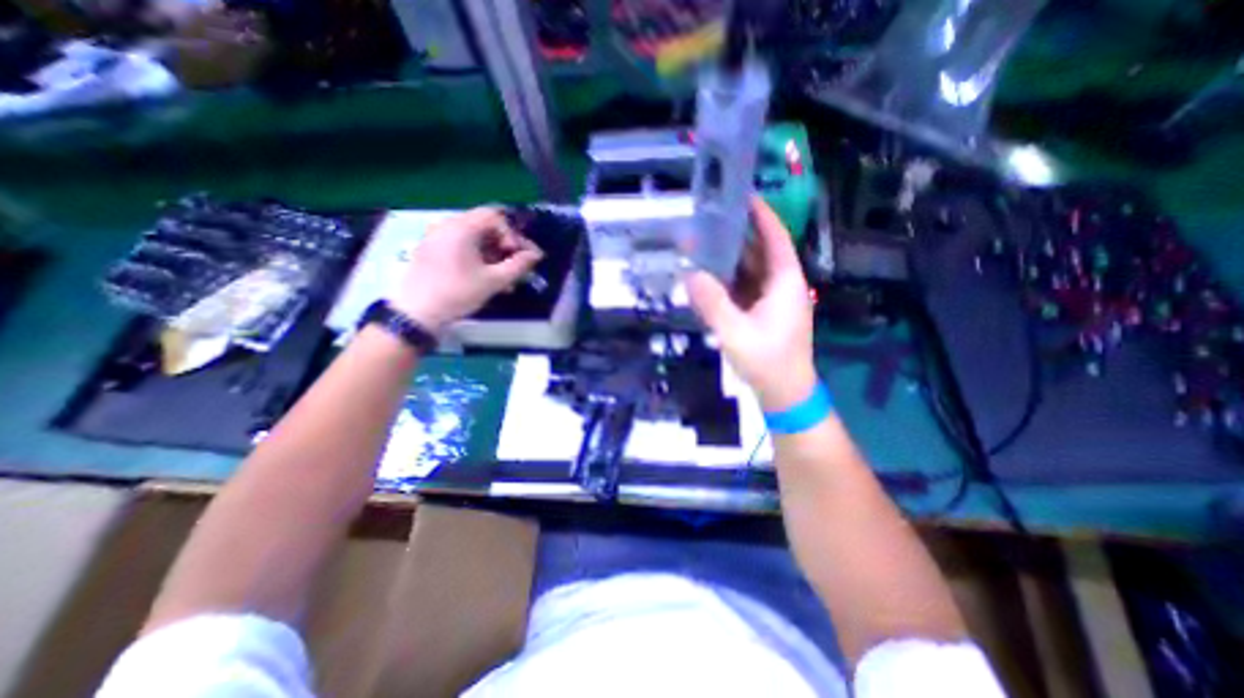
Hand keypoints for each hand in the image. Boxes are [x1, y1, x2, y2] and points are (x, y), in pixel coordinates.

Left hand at [387, 208, 545, 332]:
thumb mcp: (493, 281)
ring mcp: (437, 237)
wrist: (417, 312)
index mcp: (461, 227)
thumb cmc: (458, 293)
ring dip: (494, 255)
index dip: (512, 234)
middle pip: (485, 226)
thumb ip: (518, 265)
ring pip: (475, 239)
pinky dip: (478, 258)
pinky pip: (461, 246)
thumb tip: (536, 255)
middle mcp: (447, 225)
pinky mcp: (432, 250)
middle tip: (517, 266)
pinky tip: (488, 278)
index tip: (518, 256)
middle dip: (505, 246)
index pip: (495, 216)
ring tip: (506, 279)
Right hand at [689, 198, 817, 410]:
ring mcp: (771, 300)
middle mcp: (781, 285)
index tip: (741, 195)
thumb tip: (690, 274)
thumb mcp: (736, 333)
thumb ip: (713, 304)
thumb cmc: (767, 362)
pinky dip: (727, 280)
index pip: (775, 237)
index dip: (761, 214)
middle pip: (759, 251)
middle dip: (736, 234)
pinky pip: (743, 288)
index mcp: (785, 282)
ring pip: (749, 270)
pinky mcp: (761, 312)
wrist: (784, 394)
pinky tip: (707, 275)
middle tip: (708, 219)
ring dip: (728, 258)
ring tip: (702, 242)